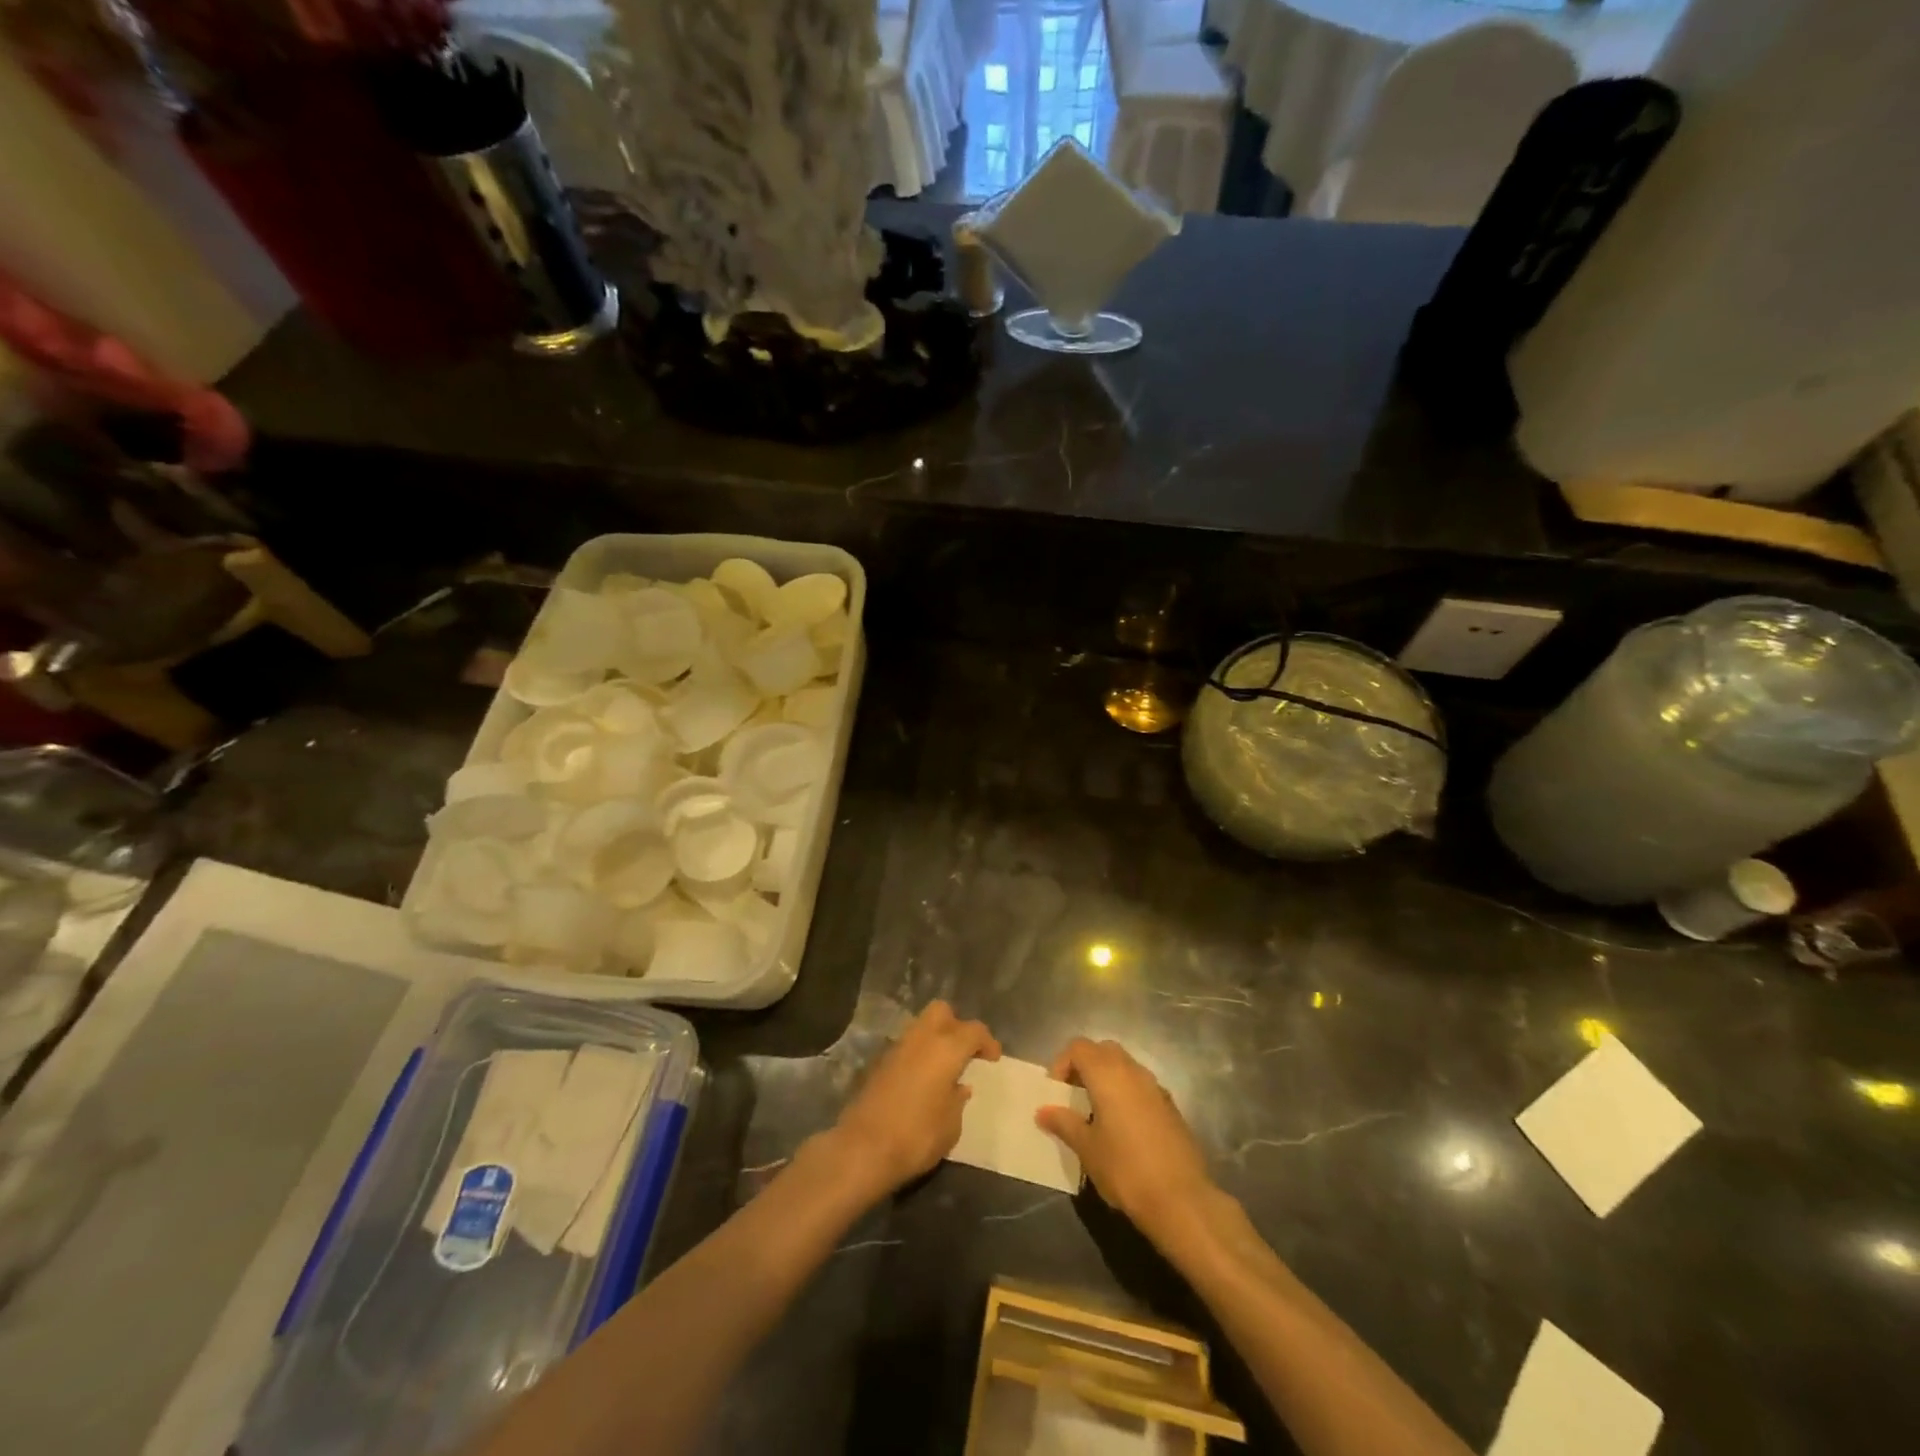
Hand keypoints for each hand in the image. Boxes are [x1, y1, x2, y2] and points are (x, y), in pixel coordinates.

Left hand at [830, 1001, 1000, 1196]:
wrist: (863, 1148)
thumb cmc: (917, 1136)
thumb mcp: (951, 1125)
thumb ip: (958, 1100)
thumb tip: (959, 1087)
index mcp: (946, 1048)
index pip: (973, 1030)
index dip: (987, 1042)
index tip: (993, 1059)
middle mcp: (921, 1039)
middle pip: (942, 1012)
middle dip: (956, 1026)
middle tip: (965, 1052)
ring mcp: (897, 1048)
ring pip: (921, 1026)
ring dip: (935, 1038)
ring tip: (944, 1067)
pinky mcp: (879, 1063)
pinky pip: (906, 1046)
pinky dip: (918, 1054)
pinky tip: (922, 1079)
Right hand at [1037, 1038, 1218, 1245]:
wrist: (1181, 1200)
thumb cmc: (1125, 1169)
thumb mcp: (1087, 1148)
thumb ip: (1064, 1123)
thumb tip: (1043, 1111)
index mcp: (1108, 1074)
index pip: (1079, 1047)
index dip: (1062, 1063)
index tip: (1056, 1092)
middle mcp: (1133, 1071)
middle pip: (1103, 1050)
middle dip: (1085, 1066)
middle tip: (1073, 1095)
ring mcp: (1155, 1087)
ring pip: (1125, 1066)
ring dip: (1107, 1078)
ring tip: (1096, 1112)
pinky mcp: (1170, 1106)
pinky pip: (1141, 1086)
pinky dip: (1126, 1093)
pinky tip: (1123, 1127)